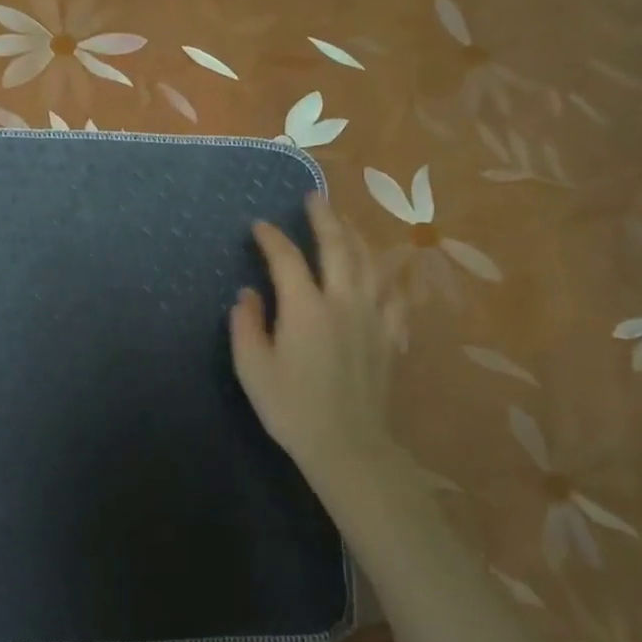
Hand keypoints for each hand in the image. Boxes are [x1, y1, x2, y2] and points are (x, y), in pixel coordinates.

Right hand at [229, 192, 402, 502]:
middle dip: (324, 217)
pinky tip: (389, 269)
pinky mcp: (389, 335)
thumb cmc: (291, 407)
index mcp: (304, 307)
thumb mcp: (252, 368)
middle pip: (337, 245)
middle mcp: (342, 300)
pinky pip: (395, 295)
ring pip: (369, 262)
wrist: (347, 445)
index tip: (258, 226)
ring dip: (357, 235)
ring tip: (347, 220)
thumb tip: (248, 294)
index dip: (270, 237)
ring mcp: (371, 316)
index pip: (286, 258)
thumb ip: (246, 325)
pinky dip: (391, 276)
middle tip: (315, 196)